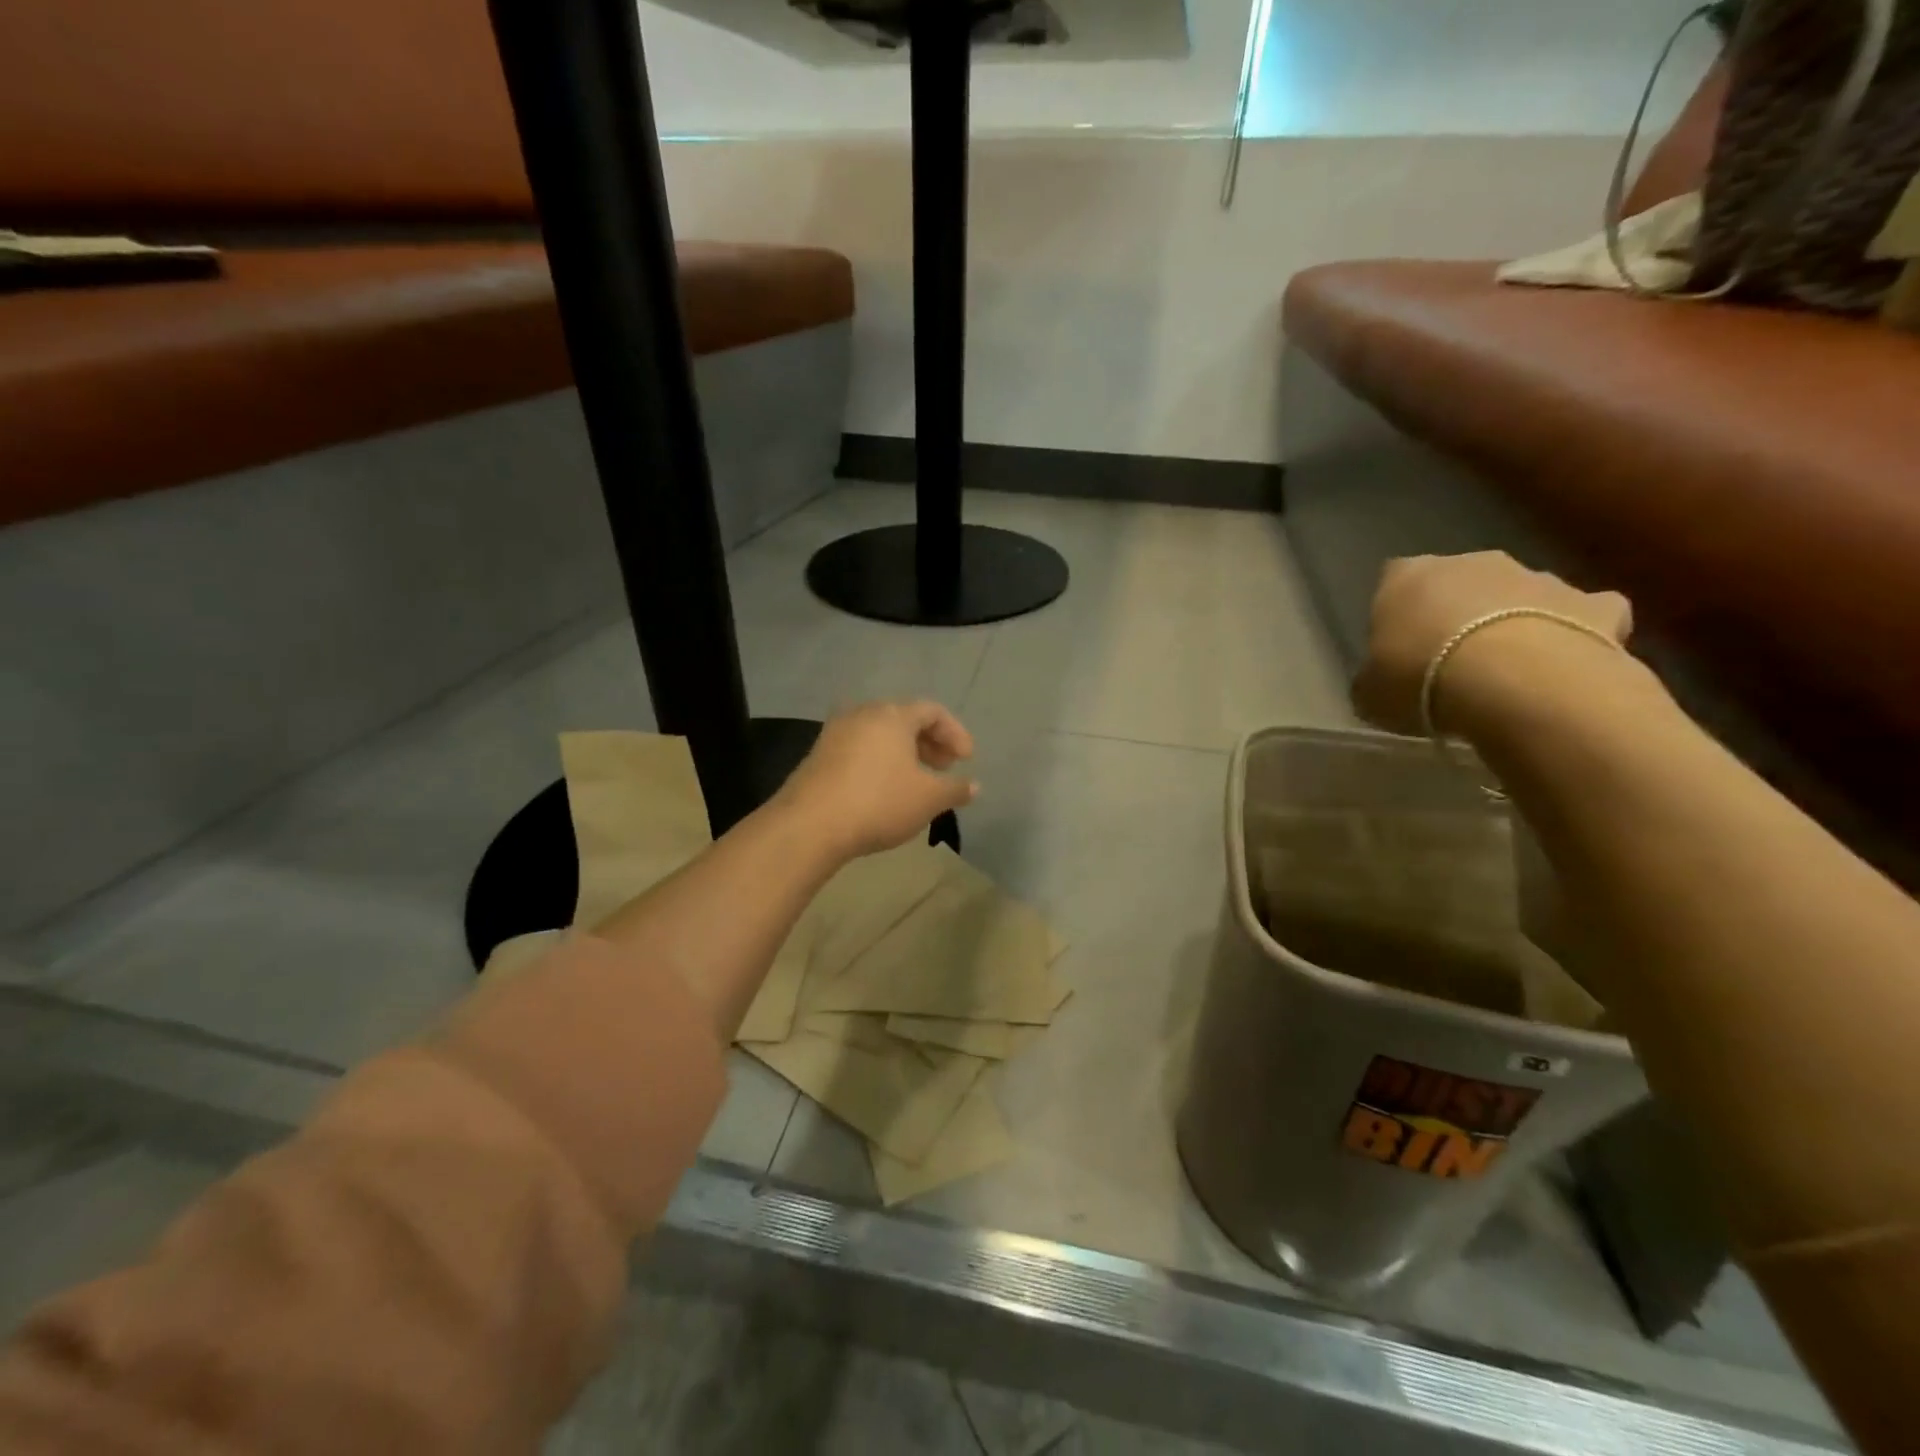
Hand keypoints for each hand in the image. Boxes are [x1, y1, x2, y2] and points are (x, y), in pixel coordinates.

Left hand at [776, 700, 977, 858]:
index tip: (966, 760)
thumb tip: (973, 786)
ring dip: (904, 754)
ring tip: (916, 782)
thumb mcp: (928, 799)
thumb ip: (955, 789)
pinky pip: (859, 750)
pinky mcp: (818, 756)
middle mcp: (862, 714)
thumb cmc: (879, 802)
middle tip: (944, 768)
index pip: (932, 711)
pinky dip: (880, 763)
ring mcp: (835, 733)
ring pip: (880, 735)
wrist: (809, 825)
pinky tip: (884, 791)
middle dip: (930, 743)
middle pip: (904, 719)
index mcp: (892, 715)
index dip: (955, 733)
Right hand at [1352, 552, 1633, 735]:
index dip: (1395, 612)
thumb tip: (1380, 684)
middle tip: (1450, 660)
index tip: (1396, 647)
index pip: (1392, 581)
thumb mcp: (1370, 694)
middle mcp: (1472, 562)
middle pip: (1460, 582)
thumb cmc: (1422, 680)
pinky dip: (1577, 633)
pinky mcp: (1594, 604)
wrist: (1519, 684)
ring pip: (1519, 595)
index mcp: (1407, 576)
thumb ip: (1374, 680)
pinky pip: (1584, 615)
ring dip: (1511, 622)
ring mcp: (1537, 577)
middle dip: (1456, 612)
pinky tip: (1567, 665)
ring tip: (1506, 673)